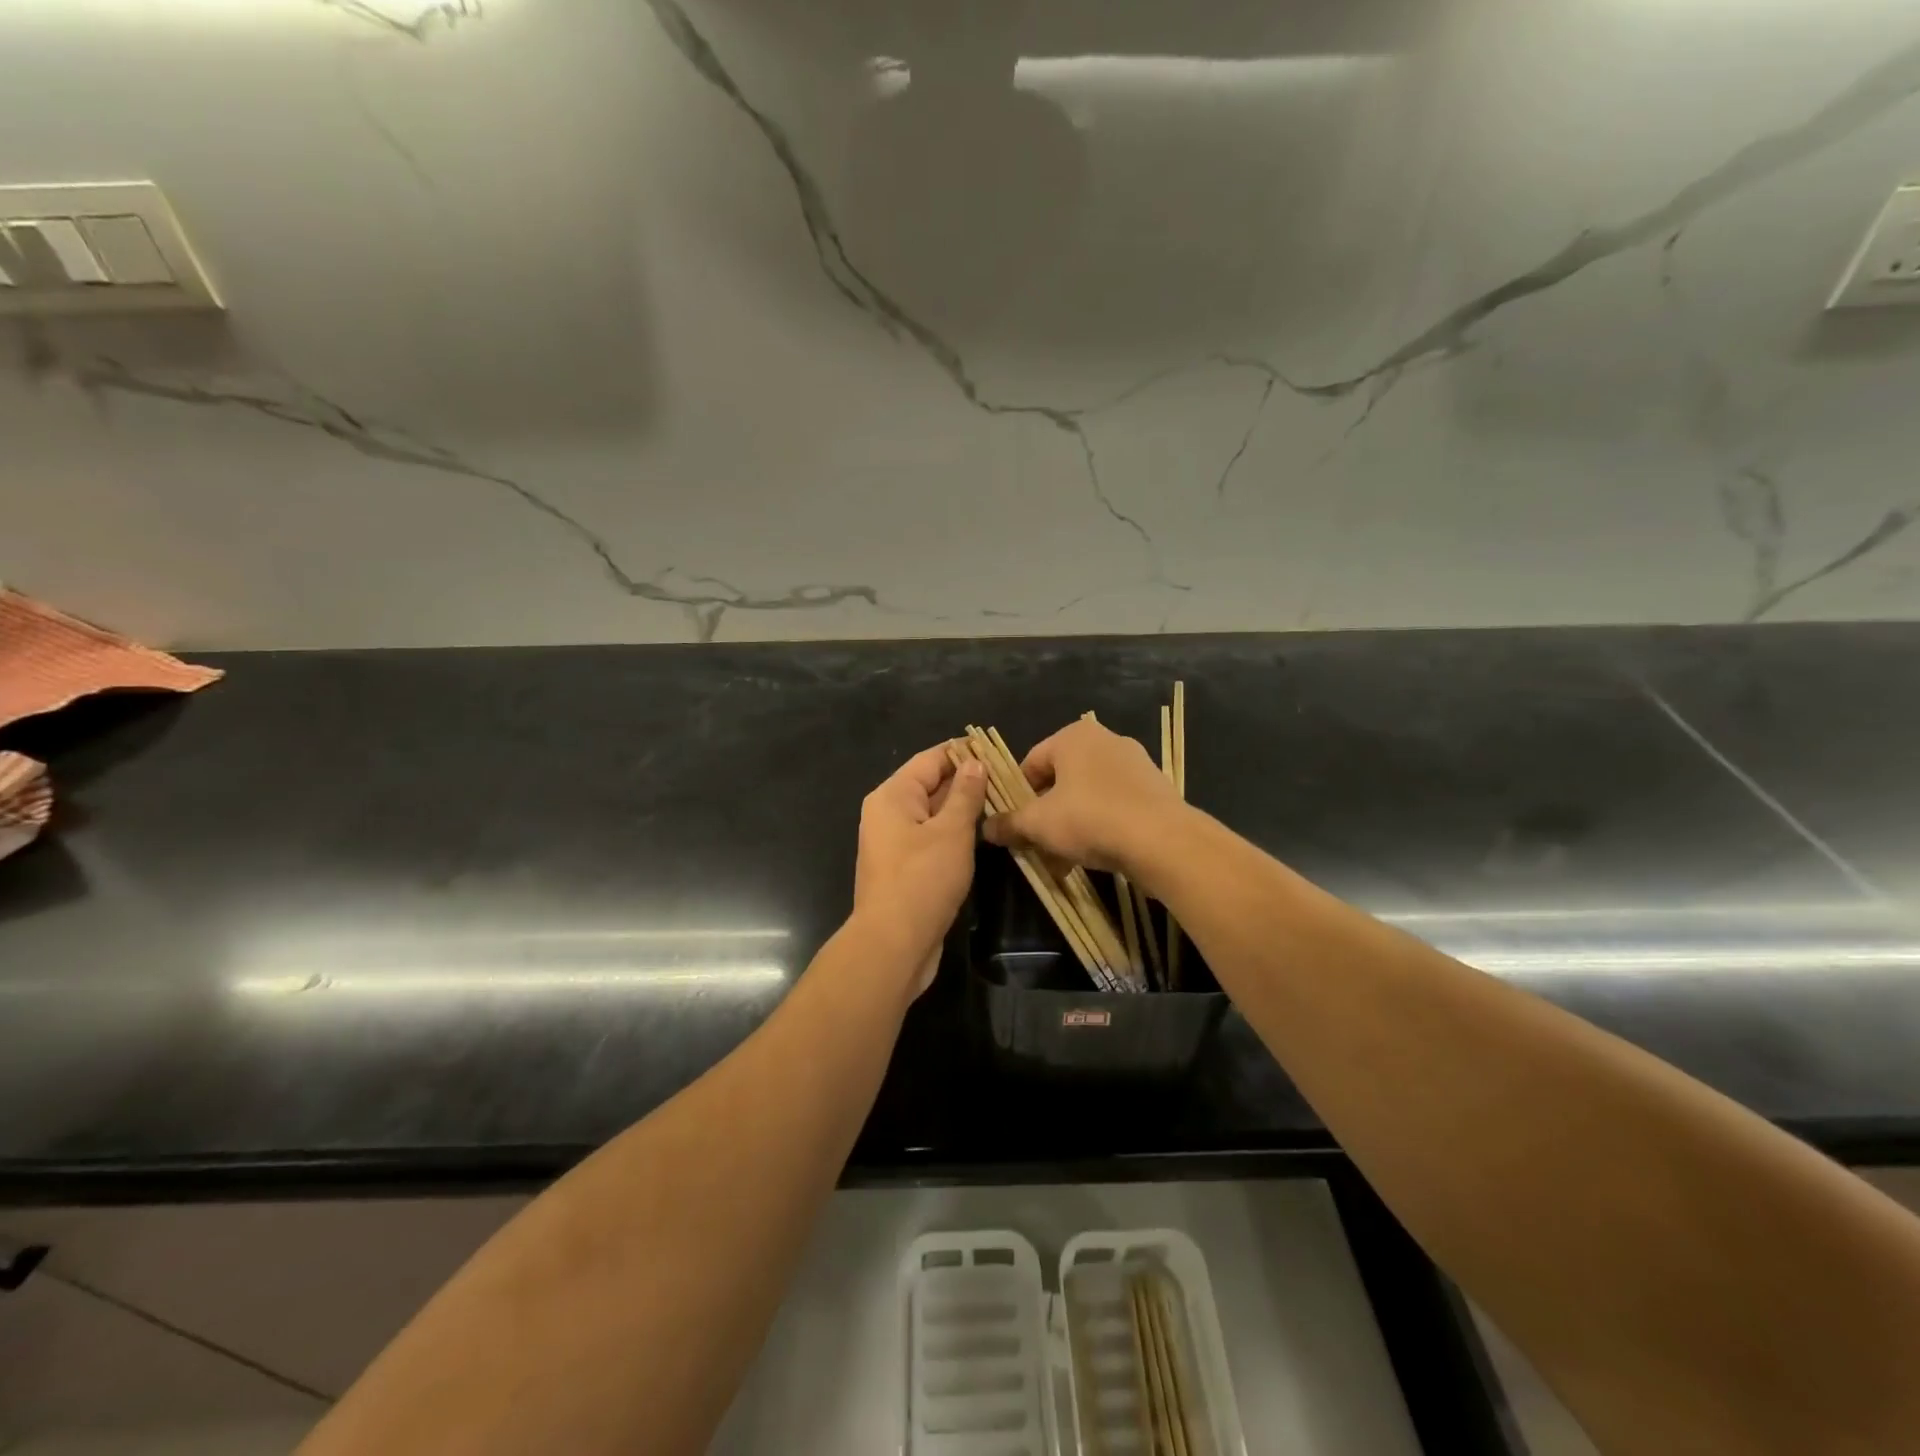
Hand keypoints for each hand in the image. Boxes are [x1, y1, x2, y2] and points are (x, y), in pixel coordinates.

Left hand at [852, 744, 988, 995]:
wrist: (894, 945)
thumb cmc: (923, 880)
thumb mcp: (951, 831)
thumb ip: (965, 794)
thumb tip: (975, 762)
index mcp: (892, 796)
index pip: (930, 760)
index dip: (962, 753)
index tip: (997, 751)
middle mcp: (888, 814)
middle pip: (930, 786)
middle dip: (967, 782)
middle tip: (1008, 779)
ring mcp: (895, 843)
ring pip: (933, 815)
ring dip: (963, 810)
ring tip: (1003, 803)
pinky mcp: (905, 869)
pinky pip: (932, 839)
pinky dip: (955, 834)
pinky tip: (982, 836)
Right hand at [981, 718, 1186, 874]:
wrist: (1163, 841)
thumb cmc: (1090, 819)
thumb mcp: (1038, 824)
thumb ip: (1009, 823)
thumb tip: (985, 827)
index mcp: (1074, 736)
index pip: (1031, 763)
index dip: (1017, 796)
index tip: (1015, 826)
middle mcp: (1105, 740)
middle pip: (1060, 781)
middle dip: (1046, 816)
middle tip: (1038, 847)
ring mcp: (1135, 764)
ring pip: (1087, 796)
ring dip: (1071, 826)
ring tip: (1064, 862)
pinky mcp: (1155, 789)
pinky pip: (1115, 806)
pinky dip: (1100, 827)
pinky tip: (1095, 858)